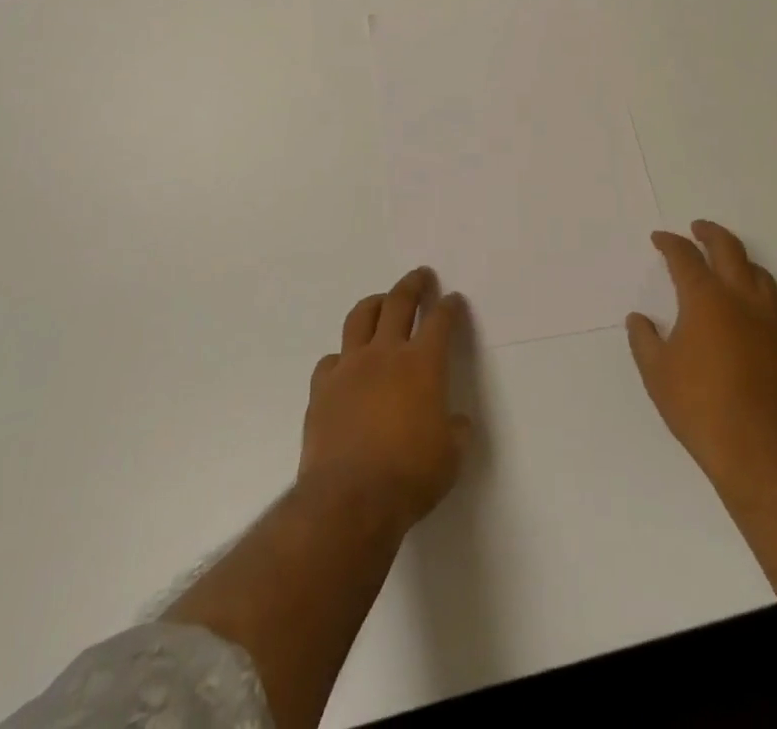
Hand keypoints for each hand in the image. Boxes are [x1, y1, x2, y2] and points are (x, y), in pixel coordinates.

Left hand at [299, 268, 472, 531]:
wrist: (349, 500)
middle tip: (420, 275)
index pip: (440, 321)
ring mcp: (349, 367)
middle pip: (398, 303)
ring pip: (360, 317)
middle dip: (412, 285)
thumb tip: (455, 421)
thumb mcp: (451, 457)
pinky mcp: (322, 388)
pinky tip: (346, 365)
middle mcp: (385, 353)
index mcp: (423, 364)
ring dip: (374, 304)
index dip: (449, 307)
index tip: (453, 299)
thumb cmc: (410, 477)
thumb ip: (455, 431)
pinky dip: (342, 357)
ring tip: (381, 301)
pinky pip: (331, 359)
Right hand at [627, 221, 776, 499]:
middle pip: (729, 250)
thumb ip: (644, 340)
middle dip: (711, 234)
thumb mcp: (656, 373)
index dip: (670, 244)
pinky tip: (746, 309)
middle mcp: (741, 300)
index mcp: (705, 300)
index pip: (686, 257)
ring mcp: (770, 322)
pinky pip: (773, 304)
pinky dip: (756, 292)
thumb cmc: (700, 407)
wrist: (761, 451)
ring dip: (740, 260)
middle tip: (698, 229)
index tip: (660, 239)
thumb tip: (639, 320)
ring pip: (759, 274)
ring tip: (727, 262)